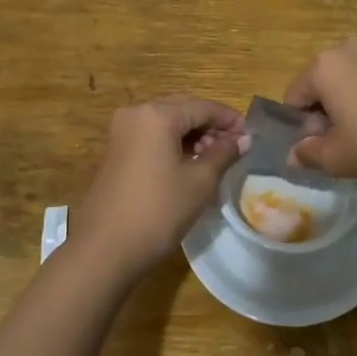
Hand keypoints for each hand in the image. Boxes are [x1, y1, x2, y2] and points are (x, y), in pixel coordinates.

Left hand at [69, 98, 247, 280]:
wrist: (106, 248)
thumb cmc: (159, 210)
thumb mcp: (199, 181)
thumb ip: (223, 153)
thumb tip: (243, 139)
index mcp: (157, 114)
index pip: (202, 106)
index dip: (229, 119)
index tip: (250, 135)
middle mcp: (136, 113)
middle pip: (182, 110)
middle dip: (210, 126)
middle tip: (234, 147)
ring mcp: (122, 131)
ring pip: (166, 123)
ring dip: (192, 135)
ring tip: (214, 158)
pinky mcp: (116, 150)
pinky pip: (152, 136)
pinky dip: (173, 144)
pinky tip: (189, 164)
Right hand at [284, 37, 356, 189]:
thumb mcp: (337, 158)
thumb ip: (309, 154)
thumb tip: (294, 155)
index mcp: (324, 66)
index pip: (295, 96)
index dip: (302, 126)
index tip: (321, 147)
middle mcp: (350, 48)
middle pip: (325, 82)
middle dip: (328, 111)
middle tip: (347, 142)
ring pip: (355, 78)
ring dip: (355, 102)